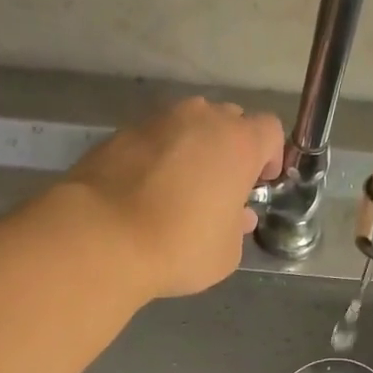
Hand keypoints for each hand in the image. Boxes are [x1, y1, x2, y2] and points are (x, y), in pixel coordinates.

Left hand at [57, 97, 283, 298]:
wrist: (103, 238)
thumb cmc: (179, 248)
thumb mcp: (226, 253)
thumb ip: (237, 228)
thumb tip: (237, 215)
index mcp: (237, 143)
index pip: (269, 131)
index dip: (270, 157)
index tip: (259, 184)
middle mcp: (200, 119)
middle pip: (228, 121)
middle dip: (230, 149)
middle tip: (221, 188)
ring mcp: (156, 121)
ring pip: (186, 127)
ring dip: (191, 150)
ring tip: (180, 190)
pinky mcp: (119, 134)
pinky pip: (152, 141)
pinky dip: (156, 159)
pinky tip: (146, 193)